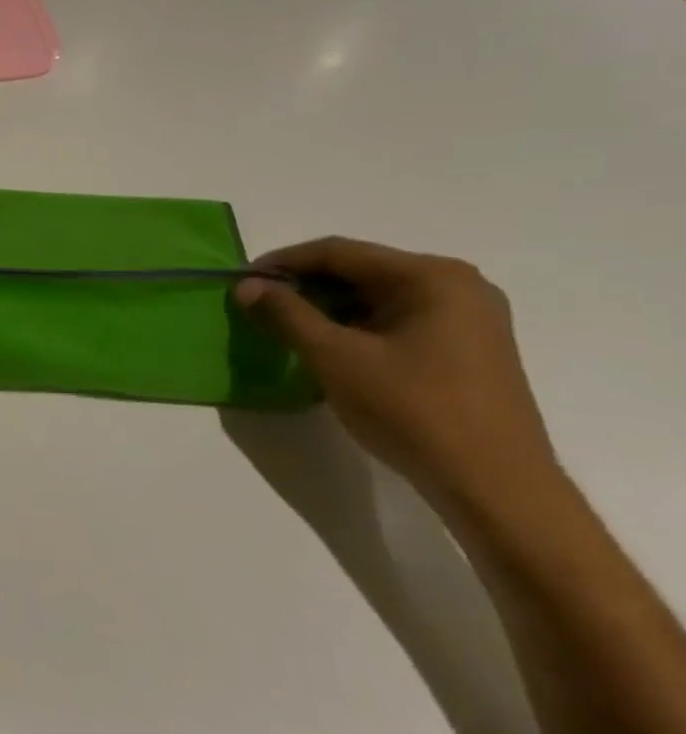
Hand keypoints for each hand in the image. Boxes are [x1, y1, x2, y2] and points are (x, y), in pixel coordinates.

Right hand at [235, 238, 557, 508]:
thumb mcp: (335, 357)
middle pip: (359, 270)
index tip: (240, 282)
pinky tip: (327, 346)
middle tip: (257, 306)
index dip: (282, 263)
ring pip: (375, 296)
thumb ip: (286, 314)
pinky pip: (394, 319)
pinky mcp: (465, 345)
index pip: (339, 252)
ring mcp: (467, 316)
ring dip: (325, 307)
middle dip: (303, 285)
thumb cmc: (411, 409)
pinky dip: (353, 325)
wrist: (492, 481)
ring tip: (283, 327)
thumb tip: (246, 285)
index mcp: (431, 277)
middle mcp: (456, 285)